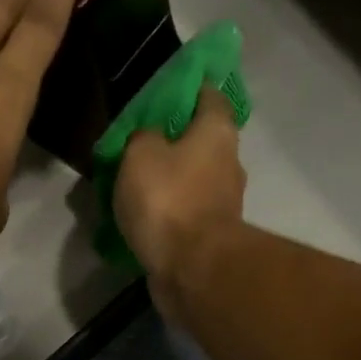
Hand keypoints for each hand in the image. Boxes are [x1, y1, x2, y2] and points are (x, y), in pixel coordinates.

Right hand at [114, 85, 246, 320]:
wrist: (193, 270)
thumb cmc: (169, 200)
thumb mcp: (140, 153)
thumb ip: (142, 135)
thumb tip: (148, 136)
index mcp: (217, 132)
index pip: (208, 95)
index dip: (187, 89)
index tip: (162, 92)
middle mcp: (228, 163)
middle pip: (200, 141)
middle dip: (172, 141)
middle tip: (137, 144)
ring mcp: (223, 203)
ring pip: (192, 180)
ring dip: (168, 181)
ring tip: (132, 186)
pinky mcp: (211, 236)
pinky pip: (185, 214)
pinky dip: (168, 214)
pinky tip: (142, 218)